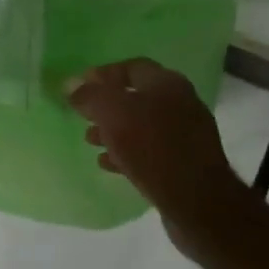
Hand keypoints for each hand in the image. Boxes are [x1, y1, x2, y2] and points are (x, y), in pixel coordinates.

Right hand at [67, 58, 240, 252]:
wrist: (197, 201)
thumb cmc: (152, 148)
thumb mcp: (113, 114)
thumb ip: (90, 96)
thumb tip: (71, 84)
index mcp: (167, 83)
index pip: (131, 67)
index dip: (103, 74)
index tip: (79, 86)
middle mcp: (180, 103)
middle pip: (137, 97)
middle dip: (106, 105)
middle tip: (82, 116)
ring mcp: (186, 134)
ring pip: (142, 125)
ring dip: (114, 130)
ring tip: (90, 141)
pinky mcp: (185, 162)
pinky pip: (150, 150)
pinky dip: (127, 152)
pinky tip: (109, 163)